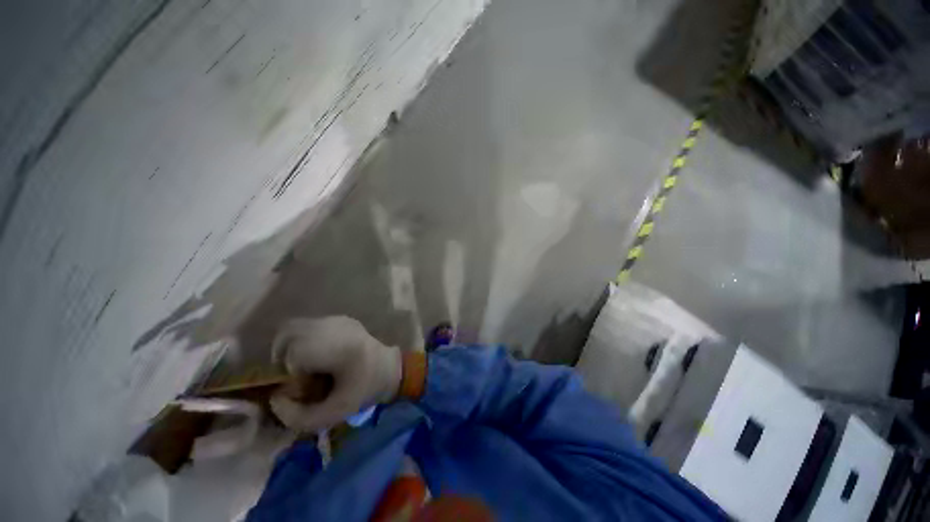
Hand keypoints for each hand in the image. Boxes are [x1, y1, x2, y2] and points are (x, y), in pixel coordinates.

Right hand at [269, 316, 401, 431]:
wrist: (390, 367)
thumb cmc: (365, 389)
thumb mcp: (334, 413)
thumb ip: (298, 416)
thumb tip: (275, 399)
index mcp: (336, 346)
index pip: (293, 352)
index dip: (288, 372)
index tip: (301, 385)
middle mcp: (334, 327)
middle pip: (288, 333)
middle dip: (282, 356)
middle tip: (294, 374)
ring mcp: (338, 320)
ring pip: (297, 327)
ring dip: (291, 347)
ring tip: (303, 365)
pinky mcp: (341, 319)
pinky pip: (310, 326)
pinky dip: (303, 340)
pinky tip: (318, 355)